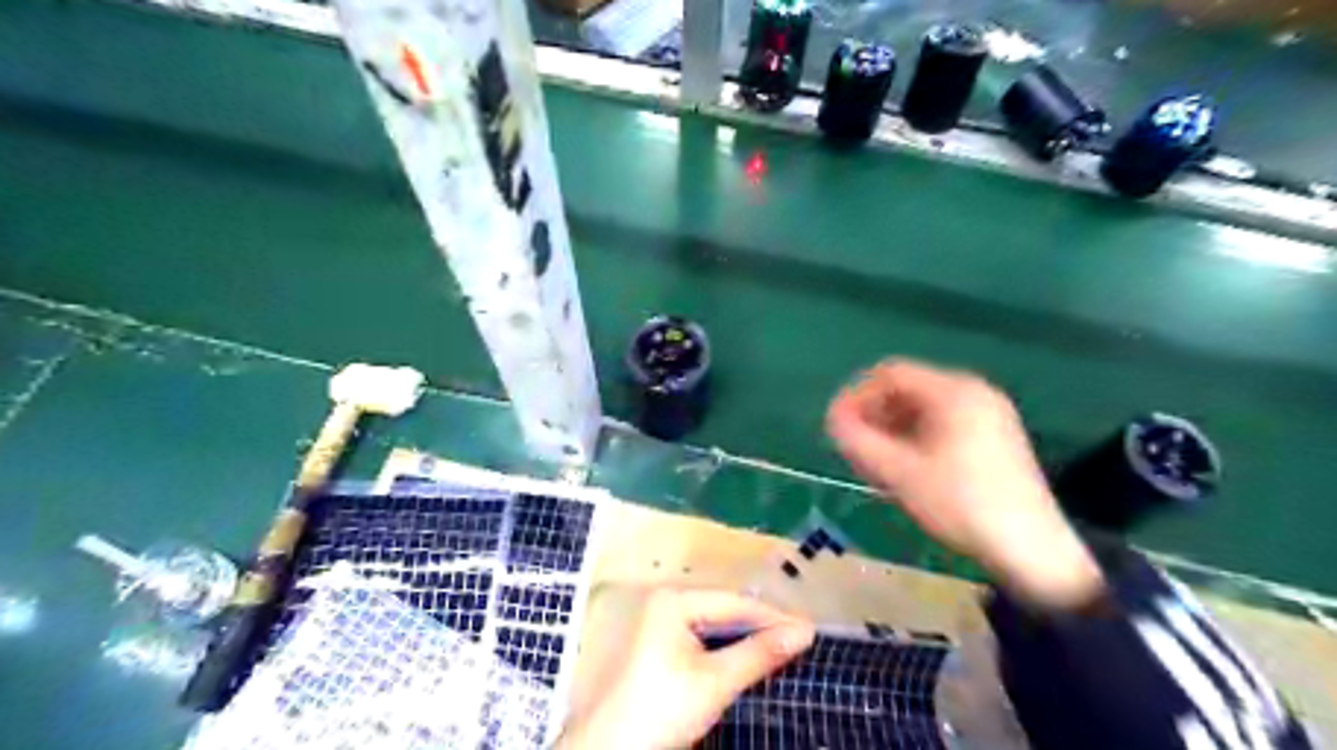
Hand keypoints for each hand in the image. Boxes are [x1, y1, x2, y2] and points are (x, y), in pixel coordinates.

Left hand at [556, 588, 815, 745]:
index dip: (774, 617)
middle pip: (726, 610)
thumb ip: (760, 653)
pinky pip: (705, 638)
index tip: (810, 632)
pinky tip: (751, 658)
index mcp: (675, 600)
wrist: (613, 749)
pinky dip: (729, 649)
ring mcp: (663, 623)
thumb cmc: (662, 710)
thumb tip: (805, 632)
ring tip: (783, 648)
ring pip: (717, 625)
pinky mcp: (663, 646)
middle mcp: (668, 603)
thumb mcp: (716, 682)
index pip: (736, 603)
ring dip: (748, 638)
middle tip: (800, 640)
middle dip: (762, 626)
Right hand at [832, 361, 1102, 613]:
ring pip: (924, 407)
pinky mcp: (995, 437)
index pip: (890, 374)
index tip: (837, 425)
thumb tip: (832, 418)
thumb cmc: (960, 504)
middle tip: (853, 445)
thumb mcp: (899, 473)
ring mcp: (989, 414)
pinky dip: (916, 436)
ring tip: (874, 460)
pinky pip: (943, 423)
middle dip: (874, 413)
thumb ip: (858, 440)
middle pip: (908, 388)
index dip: (857, 395)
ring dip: (892, 427)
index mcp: (953, 391)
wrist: (1033, 551)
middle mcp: (973, 392)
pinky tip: (905, 466)